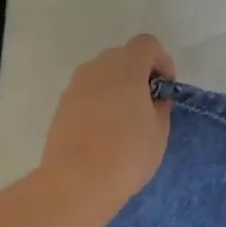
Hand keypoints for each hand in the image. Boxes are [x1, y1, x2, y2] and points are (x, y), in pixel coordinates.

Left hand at [39, 35, 175, 218]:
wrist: (77, 181)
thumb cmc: (127, 153)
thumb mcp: (159, 132)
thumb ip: (159, 107)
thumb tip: (152, 100)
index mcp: (126, 66)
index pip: (147, 45)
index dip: (162, 62)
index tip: (165, 90)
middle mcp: (97, 67)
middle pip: (122, 58)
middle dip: (138, 75)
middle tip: (147, 107)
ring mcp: (75, 85)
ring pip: (102, 76)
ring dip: (117, 90)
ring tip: (125, 124)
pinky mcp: (61, 106)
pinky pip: (87, 95)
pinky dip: (99, 104)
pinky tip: (104, 134)